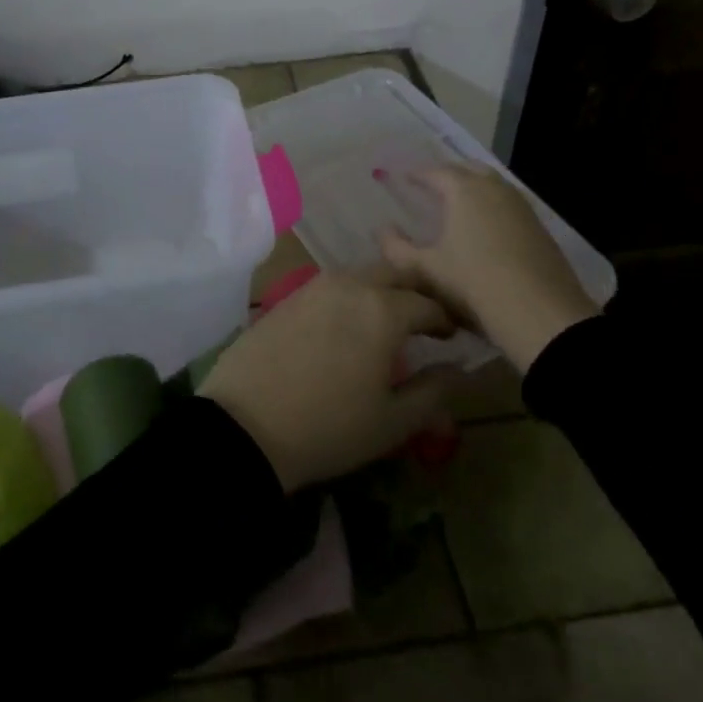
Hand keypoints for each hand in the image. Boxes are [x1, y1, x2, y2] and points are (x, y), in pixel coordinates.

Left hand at [199, 269, 458, 491]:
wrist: (244, 426)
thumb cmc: (327, 428)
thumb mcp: (393, 422)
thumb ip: (433, 392)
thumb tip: (458, 370)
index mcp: (383, 310)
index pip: (429, 304)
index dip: (447, 320)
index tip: (453, 338)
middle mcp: (350, 285)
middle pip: (395, 273)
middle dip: (416, 292)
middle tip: (424, 322)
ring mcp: (313, 286)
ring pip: (361, 275)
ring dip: (381, 290)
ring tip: (386, 322)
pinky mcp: (287, 296)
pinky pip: (330, 286)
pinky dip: (349, 296)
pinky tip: (346, 324)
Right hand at [378, 164, 600, 370]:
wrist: (540, 314)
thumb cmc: (473, 284)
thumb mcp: (424, 270)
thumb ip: (396, 248)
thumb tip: (381, 229)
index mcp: (464, 190)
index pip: (436, 172)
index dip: (417, 173)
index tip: (402, 177)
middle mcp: (495, 189)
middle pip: (469, 170)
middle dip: (448, 174)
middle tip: (431, 185)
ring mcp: (522, 207)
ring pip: (493, 186)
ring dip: (474, 188)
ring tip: (457, 205)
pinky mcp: (539, 228)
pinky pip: (509, 205)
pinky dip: (492, 207)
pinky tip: (485, 229)